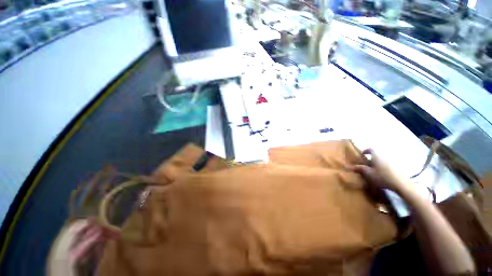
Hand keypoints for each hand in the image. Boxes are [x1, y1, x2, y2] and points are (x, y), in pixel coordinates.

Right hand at [351, 149, 407, 192]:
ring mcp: (393, 161)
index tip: (363, 154)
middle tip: (368, 163)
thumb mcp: (368, 174)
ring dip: (379, 162)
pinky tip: (384, 173)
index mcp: (377, 155)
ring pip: (384, 159)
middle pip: (378, 154)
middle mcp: (385, 156)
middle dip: (372, 157)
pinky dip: (385, 166)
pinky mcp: (399, 167)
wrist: (401, 184)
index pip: (371, 149)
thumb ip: (360, 169)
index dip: (366, 150)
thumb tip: (351, 166)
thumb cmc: (382, 177)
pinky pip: (389, 164)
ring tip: (376, 169)